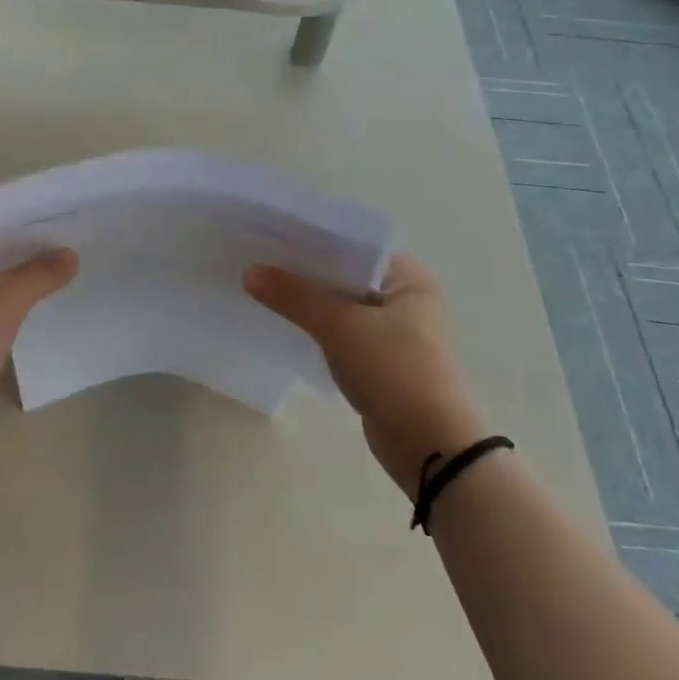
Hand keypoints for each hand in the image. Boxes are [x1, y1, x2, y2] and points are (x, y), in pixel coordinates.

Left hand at [0, 207, 76, 426]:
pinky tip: (38, 293)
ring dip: (17, 264)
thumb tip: (70, 255)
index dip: (17, 203)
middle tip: (65, 231)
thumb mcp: (6, 300)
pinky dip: (7, 288)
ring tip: (59, 259)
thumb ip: (40, 273)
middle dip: (23, 236)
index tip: (52, 204)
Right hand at [245, 255, 487, 496]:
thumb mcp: (339, 325)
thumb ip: (294, 296)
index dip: (314, 238)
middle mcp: (405, 299)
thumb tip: (249, 272)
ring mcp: (394, 333)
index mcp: (409, 278)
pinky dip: (317, 329)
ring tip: (262, 286)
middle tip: (259, 258)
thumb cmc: (393, 369)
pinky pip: (341, 334)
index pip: (354, 244)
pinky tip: (284, 323)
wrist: (429, 447)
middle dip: (306, 271)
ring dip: (309, 302)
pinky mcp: (380, 363)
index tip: (273, 232)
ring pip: (341, 306)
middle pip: (345, 275)